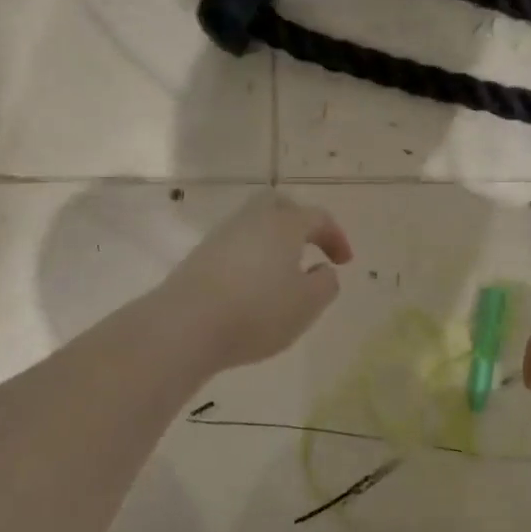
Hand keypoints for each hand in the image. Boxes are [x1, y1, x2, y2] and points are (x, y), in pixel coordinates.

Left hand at [157, 191, 352, 372]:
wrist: (185, 326)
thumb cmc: (257, 312)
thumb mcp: (307, 304)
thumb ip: (325, 284)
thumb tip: (323, 271)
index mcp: (283, 225)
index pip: (317, 218)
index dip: (336, 237)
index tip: (344, 262)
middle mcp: (251, 221)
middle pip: (278, 205)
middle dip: (299, 222)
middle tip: (311, 247)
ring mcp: (220, 237)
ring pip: (253, 226)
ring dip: (273, 242)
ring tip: (283, 274)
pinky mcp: (199, 258)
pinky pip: (235, 247)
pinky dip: (251, 259)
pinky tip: (254, 287)